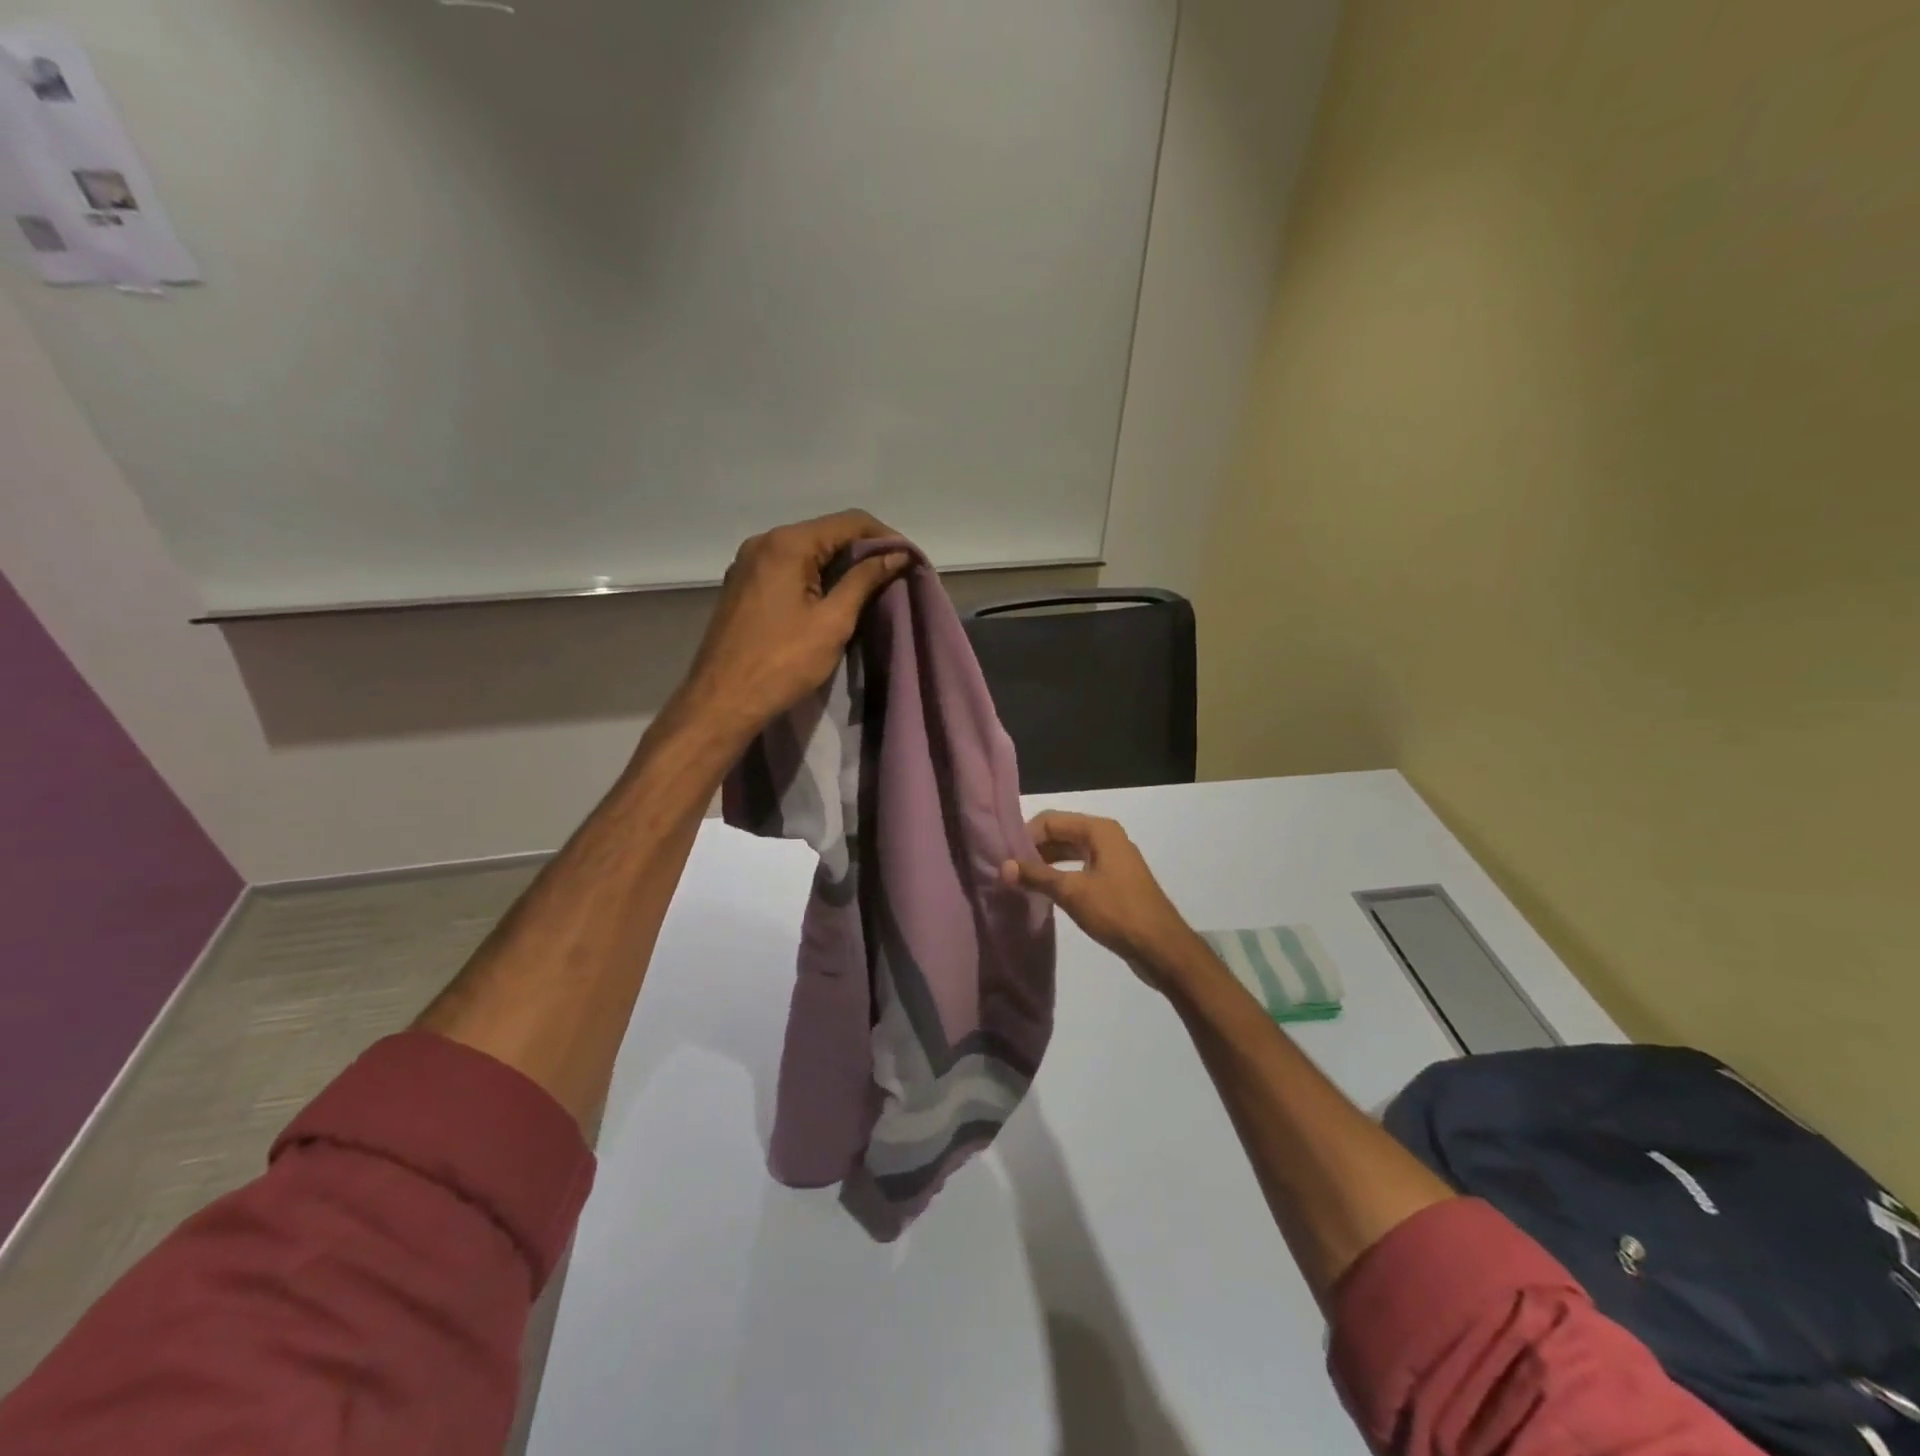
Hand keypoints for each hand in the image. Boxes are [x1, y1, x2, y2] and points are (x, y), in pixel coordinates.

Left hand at [676, 511, 909, 740]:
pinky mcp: (743, 585)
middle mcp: (764, 542)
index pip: (849, 522)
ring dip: (840, 565)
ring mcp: (749, 563)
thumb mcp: (833, 621)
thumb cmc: (782, 662)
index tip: (910, 560)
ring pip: (807, 551)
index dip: (885, 537)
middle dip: (864, 551)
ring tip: (870, 589)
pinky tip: (832, 598)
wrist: (722, 701)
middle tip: (895, 576)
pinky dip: (816, 576)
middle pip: (826, 532)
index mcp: (787, 544)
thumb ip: (865, 580)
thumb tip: (897, 555)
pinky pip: (788, 568)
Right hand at [1000, 811, 1200, 989]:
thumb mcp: (1072, 892)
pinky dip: (1061, 875)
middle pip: (1060, 833)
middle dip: (1034, 849)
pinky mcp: (1114, 880)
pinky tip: (1044, 892)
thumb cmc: (1117, 912)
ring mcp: (1112, 859)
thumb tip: (1002, 866)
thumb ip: (1036, 876)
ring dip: (1046, 863)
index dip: (1025, 835)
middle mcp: (1106, 837)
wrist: (1161, 947)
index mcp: (1099, 830)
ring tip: (1020, 881)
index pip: (1051, 820)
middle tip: (1007, 870)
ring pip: (1069, 851)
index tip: (1004, 857)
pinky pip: (1080, 868)